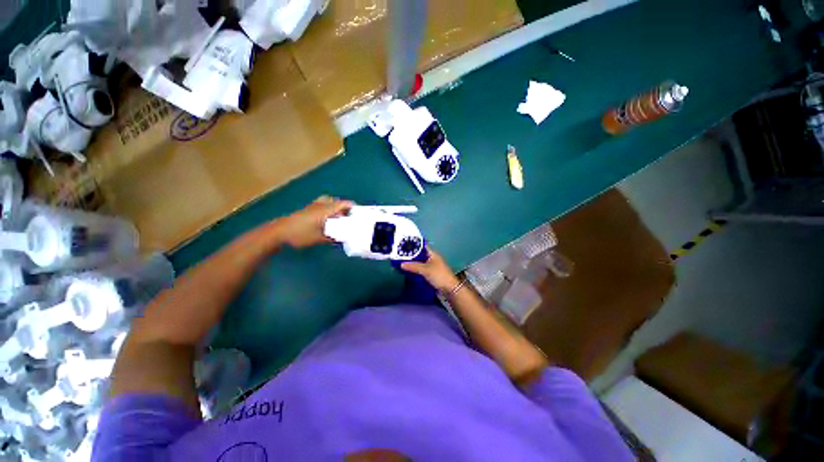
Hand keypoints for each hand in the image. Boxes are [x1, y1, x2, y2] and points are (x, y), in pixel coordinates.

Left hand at [276, 196, 353, 247]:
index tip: (359, 213)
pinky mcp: (307, 209)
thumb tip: (344, 238)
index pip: (343, 204)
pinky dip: (328, 208)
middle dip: (345, 208)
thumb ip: (333, 238)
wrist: (279, 231)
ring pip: (328, 202)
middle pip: (337, 201)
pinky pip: (322, 204)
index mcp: (325, 210)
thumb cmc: (300, 234)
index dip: (352, 206)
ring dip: (335, 207)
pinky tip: (326, 219)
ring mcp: (313, 206)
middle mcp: (320, 205)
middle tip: (349, 217)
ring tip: (339, 217)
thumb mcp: (319, 239)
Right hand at [401, 247, 460, 291]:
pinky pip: (421, 269)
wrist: (449, 289)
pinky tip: (408, 271)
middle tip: (399, 256)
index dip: (413, 245)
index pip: (421, 246)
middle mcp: (432, 258)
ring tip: (401, 263)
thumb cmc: (439, 275)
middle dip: (410, 255)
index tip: (402, 246)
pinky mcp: (430, 274)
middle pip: (419, 255)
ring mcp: (431, 266)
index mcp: (432, 254)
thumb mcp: (425, 270)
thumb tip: (401, 264)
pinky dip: (415, 269)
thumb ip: (413, 266)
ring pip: (420, 262)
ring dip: (412, 263)